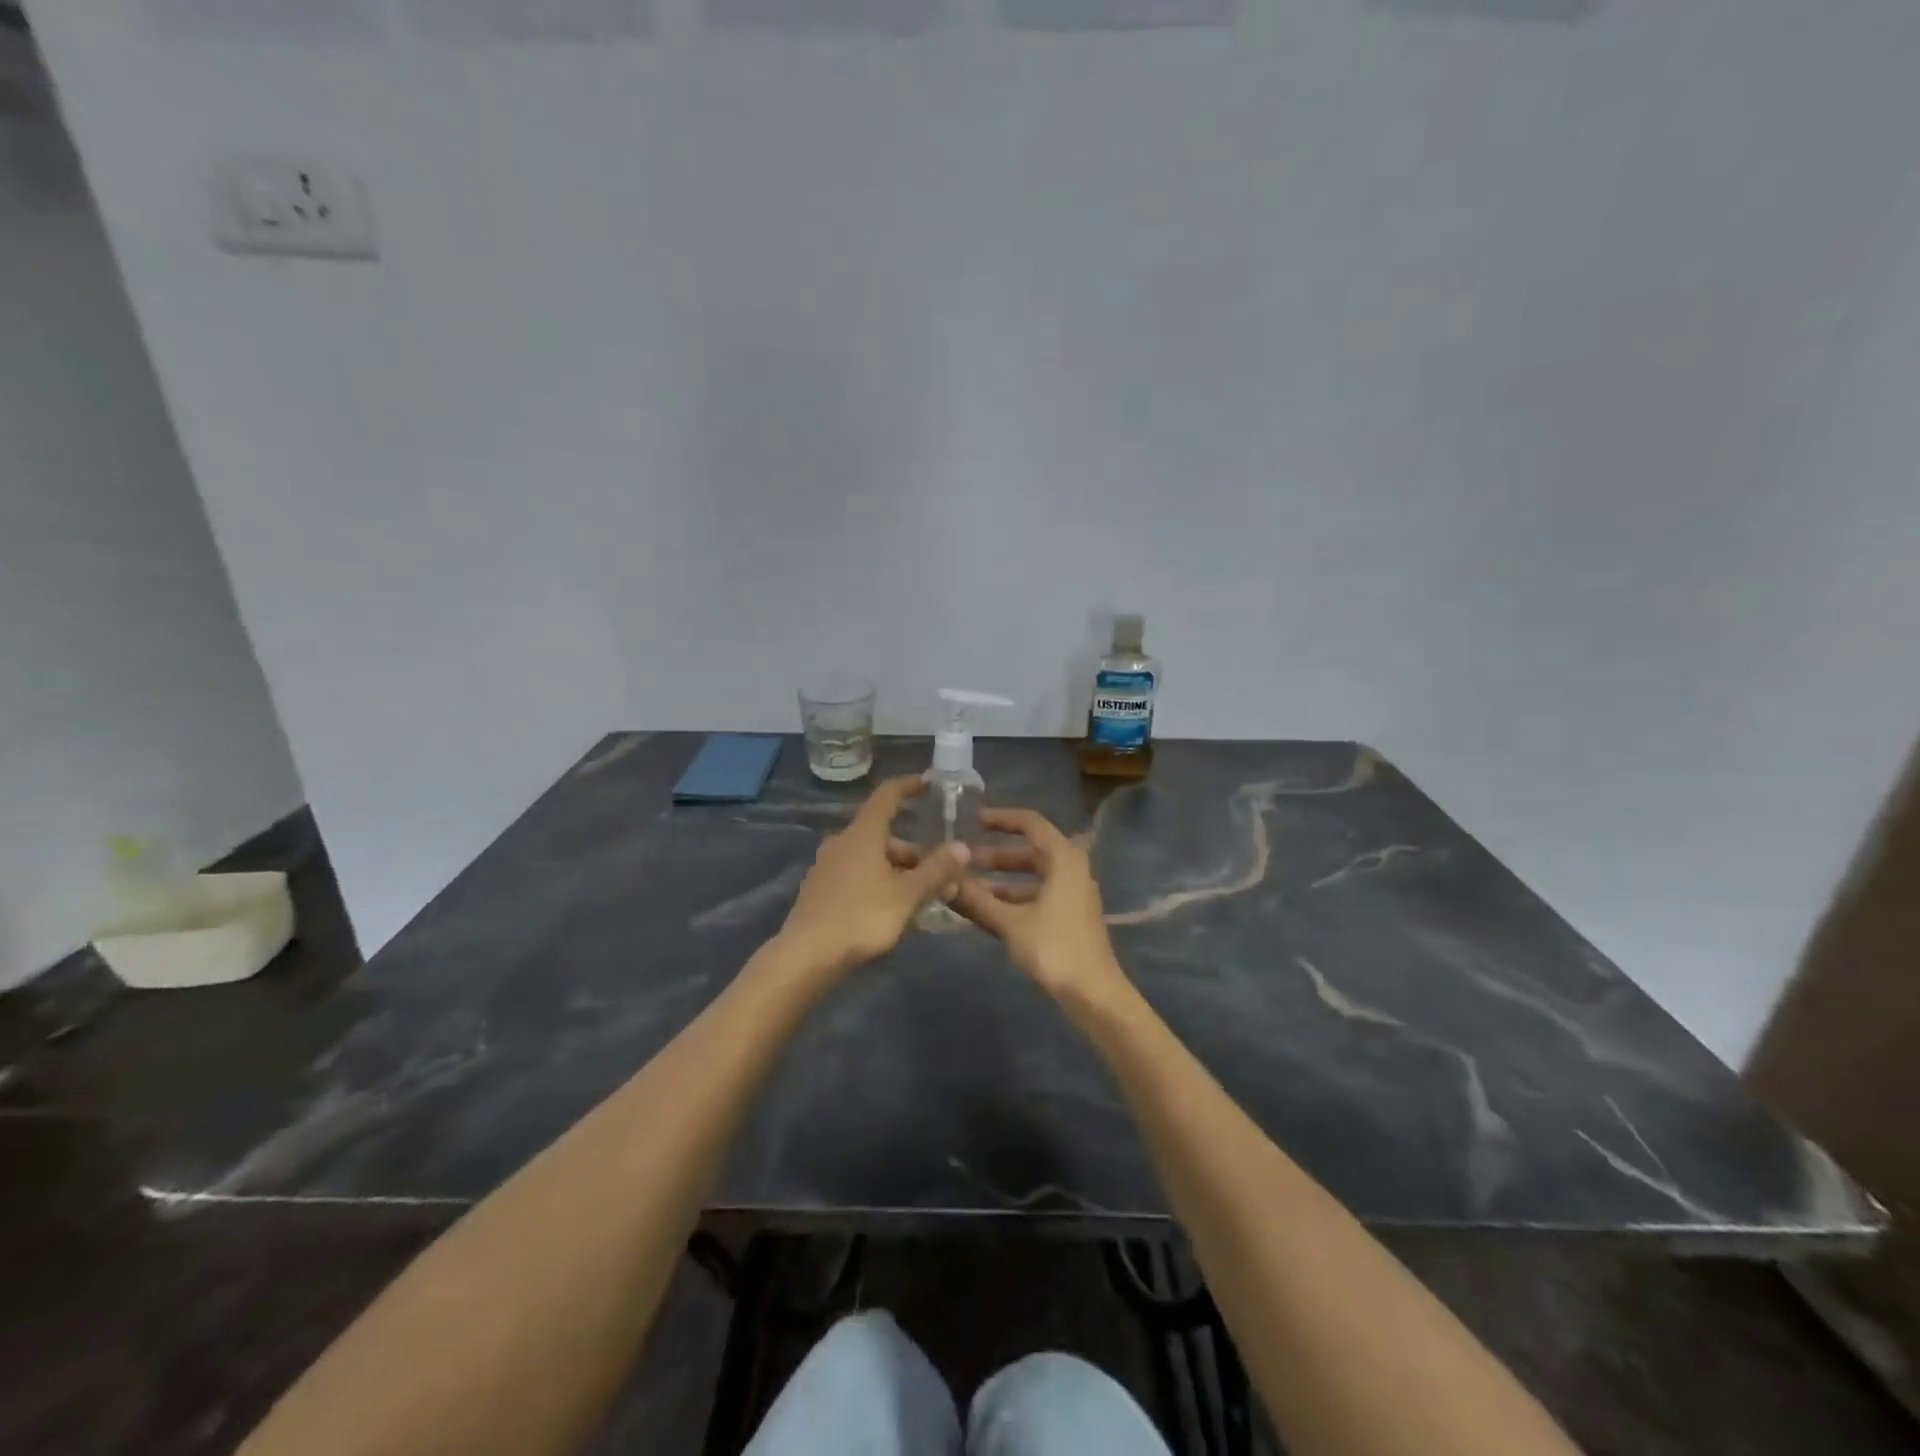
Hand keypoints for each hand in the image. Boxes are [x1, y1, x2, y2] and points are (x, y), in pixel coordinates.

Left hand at [773, 776, 969, 980]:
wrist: (806, 957)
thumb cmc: (861, 918)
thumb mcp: (907, 896)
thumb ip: (936, 870)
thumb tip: (962, 846)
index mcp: (862, 834)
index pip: (887, 796)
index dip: (908, 786)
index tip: (929, 784)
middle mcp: (842, 843)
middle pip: (884, 835)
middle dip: (915, 851)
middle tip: (941, 872)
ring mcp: (827, 867)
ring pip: (872, 859)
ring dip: (899, 871)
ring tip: (924, 897)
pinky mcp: (821, 891)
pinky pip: (858, 876)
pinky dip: (880, 883)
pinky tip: (894, 909)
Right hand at [951, 808, 1131, 1011]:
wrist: (1094, 994)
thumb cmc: (1054, 948)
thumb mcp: (1010, 923)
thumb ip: (977, 900)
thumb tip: (945, 881)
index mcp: (1064, 858)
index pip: (1030, 823)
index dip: (1001, 818)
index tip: (973, 820)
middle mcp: (1072, 869)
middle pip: (1030, 850)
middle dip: (996, 855)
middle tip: (965, 859)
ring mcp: (1073, 894)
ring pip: (1033, 876)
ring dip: (1002, 879)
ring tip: (969, 886)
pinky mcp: (1070, 916)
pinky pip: (1037, 895)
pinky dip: (1014, 898)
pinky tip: (987, 910)